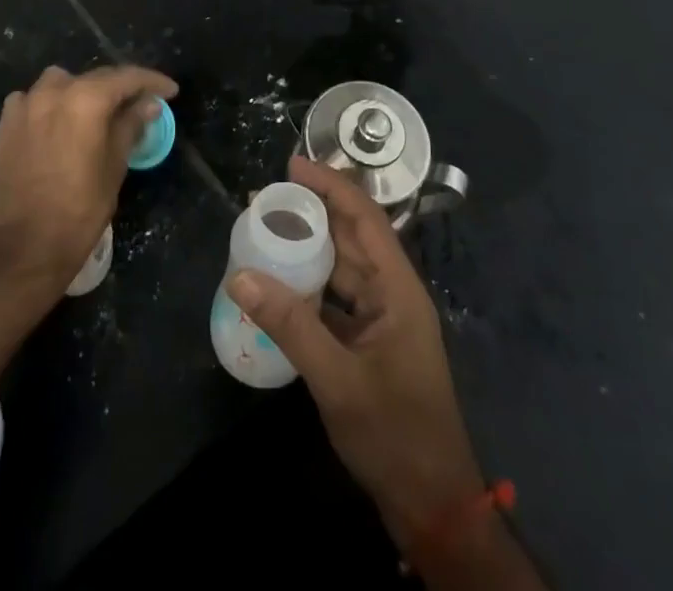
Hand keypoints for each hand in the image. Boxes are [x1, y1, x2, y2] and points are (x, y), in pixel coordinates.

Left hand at [0, 63, 176, 292]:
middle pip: (95, 78)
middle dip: (120, 88)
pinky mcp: (6, 124)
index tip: (170, 91)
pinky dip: (47, 105)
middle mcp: (54, 91)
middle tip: (138, 103)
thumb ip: (131, 125)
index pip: (127, 77)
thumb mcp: (116, 165)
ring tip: (92, 112)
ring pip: (60, 82)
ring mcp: (25, 105)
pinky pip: (31, 100)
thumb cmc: (81, 207)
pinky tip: (54, 124)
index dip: (152, 82)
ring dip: (80, 91)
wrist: (27, 245)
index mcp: (87, 99)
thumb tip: (149, 104)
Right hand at [228, 156, 482, 547]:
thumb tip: (240, 276)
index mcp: (398, 288)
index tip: (293, 166)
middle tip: (266, 197)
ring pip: (343, 267)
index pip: (365, 217)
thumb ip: (291, 326)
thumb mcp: (338, 380)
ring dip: (309, 248)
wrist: (432, 505)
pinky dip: (310, 286)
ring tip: (266, 229)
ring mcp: (383, 319)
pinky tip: (280, 283)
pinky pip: (337, 299)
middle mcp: (392, 293)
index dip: (331, 186)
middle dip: (313, 211)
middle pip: (352, 237)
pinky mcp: (370, 343)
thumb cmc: (395, 434)